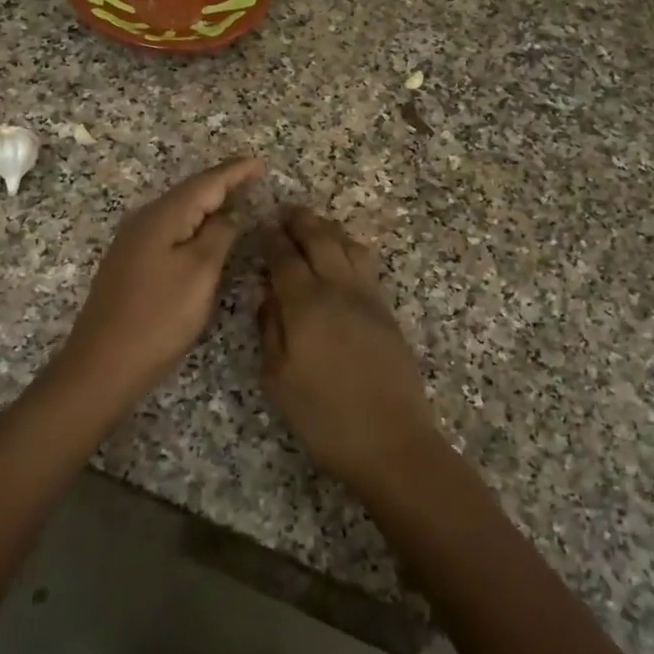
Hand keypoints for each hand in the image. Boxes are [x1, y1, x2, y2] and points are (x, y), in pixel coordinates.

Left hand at [56, 158, 264, 411]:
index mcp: (162, 217)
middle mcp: (143, 221)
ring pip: (177, 213)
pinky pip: (169, 232)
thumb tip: (229, 213)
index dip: (234, 172)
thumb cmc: (159, 317)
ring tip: (236, 201)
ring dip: (207, 205)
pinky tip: (203, 235)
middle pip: (188, 193)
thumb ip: (219, 236)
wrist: (104, 363)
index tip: (260, 163)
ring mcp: (132, 244)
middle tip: (253, 179)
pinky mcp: (130, 265)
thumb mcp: (199, 273)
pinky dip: (192, 226)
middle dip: (221, 184)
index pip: (204, 183)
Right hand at [260, 206, 446, 490]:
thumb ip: (270, 329)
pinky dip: (350, 249)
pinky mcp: (387, 312)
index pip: (285, 258)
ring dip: (329, 230)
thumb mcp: (278, 378)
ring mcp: (369, 298)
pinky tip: (342, 256)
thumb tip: (267, 295)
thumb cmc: (324, 416)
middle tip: (286, 211)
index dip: (272, 239)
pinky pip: (367, 265)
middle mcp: (339, 290)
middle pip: (321, 240)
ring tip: (314, 227)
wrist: (391, 441)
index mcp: (307, 304)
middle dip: (301, 221)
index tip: (262, 225)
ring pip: (349, 246)